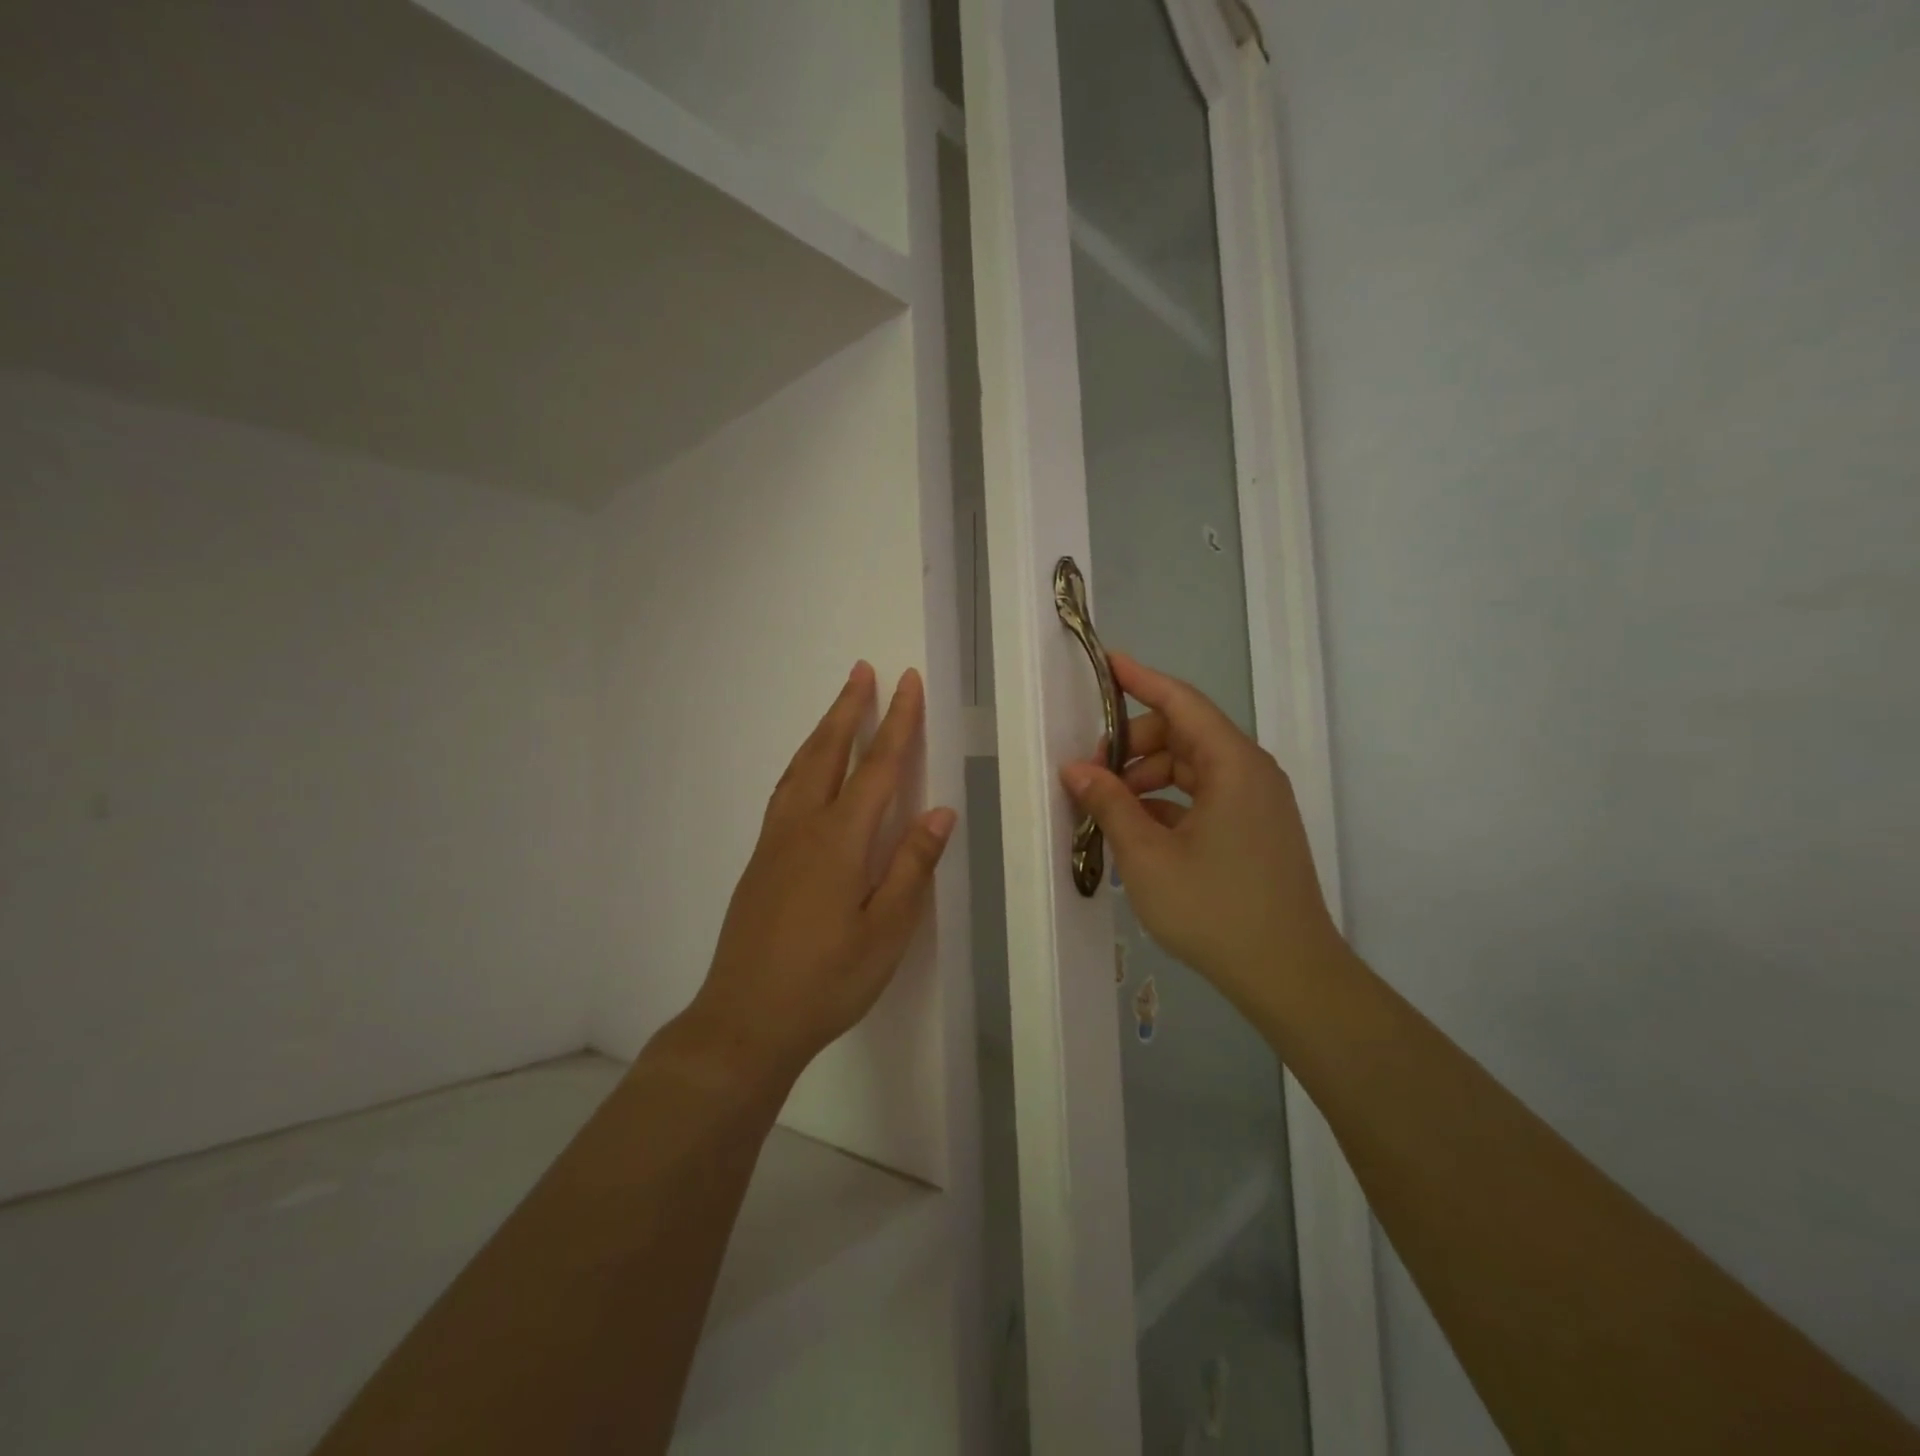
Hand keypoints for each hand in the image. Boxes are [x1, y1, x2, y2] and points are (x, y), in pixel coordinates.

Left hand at [686, 662, 956, 1086]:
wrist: (745, 1020)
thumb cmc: (827, 980)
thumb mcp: (886, 931)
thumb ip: (912, 866)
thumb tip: (939, 811)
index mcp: (840, 840)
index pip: (877, 767)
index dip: (896, 722)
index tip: (907, 682)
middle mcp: (803, 827)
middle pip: (828, 753)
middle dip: (849, 709)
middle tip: (862, 670)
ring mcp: (775, 842)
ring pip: (800, 768)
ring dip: (822, 731)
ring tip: (839, 707)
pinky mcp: (760, 861)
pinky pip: (784, 791)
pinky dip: (802, 763)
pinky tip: (807, 771)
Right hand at [1060, 653, 1343, 1016]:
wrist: (1290, 975)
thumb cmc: (1215, 909)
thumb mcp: (1146, 856)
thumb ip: (1109, 803)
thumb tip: (1076, 770)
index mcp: (1232, 764)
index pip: (1181, 702)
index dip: (1141, 679)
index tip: (1107, 663)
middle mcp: (1250, 772)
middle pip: (1184, 734)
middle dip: (1133, 746)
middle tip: (1092, 775)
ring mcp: (1257, 802)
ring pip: (1192, 768)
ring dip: (1148, 778)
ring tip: (1109, 808)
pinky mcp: (1256, 830)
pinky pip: (1205, 797)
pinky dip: (1169, 803)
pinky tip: (1138, 831)